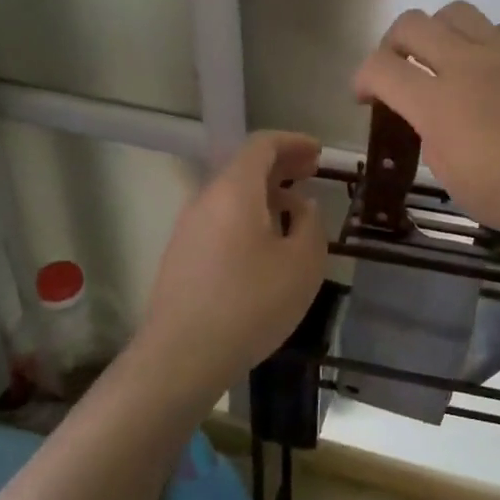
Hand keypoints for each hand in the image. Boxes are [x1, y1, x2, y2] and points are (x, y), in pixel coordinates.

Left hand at [136, 131, 327, 397]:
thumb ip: (310, 223)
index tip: (318, 152)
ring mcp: (188, 228)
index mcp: (235, 190)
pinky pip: (220, 219)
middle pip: (244, 167)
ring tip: (294, 209)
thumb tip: (299, 206)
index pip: (262, 145)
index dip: (293, 142)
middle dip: (281, 165)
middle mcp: (206, 199)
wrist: (182, 357)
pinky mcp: (182, 255)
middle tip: (311, 172)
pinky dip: (248, 215)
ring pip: (231, 195)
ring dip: (265, 193)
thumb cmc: (251, 304)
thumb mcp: (302, 263)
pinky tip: (266, 243)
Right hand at [352, 2, 499, 256]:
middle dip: (393, 44)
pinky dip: (490, 40)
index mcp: (439, 105)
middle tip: (400, 70)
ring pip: (457, 12)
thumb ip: (434, 142)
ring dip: (441, 33)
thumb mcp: (460, 184)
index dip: (362, 77)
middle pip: (412, 24)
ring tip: (451, 62)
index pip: (380, 68)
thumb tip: (433, 119)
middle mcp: (468, 65)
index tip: (366, 95)